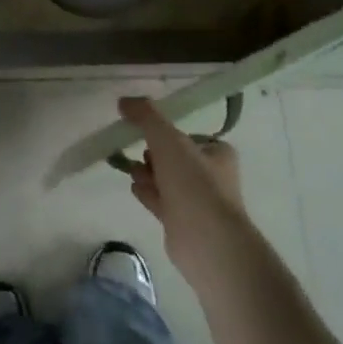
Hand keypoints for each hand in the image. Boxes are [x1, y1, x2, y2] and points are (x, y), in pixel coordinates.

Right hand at [120, 96, 254, 285]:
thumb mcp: (168, 139)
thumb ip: (146, 116)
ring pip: (166, 180)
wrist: (207, 242)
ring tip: (131, 171)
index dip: (166, 134)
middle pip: (175, 158)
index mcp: (217, 154)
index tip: (146, 134)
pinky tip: (134, 188)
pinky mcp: (183, 224)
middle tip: (139, 154)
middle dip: (153, 155)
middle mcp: (212, 177)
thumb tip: (124, 101)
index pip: (188, 136)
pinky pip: (161, 201)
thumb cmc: (193, 183)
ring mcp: (198, 203)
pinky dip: (147, 192)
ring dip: (147, 173)